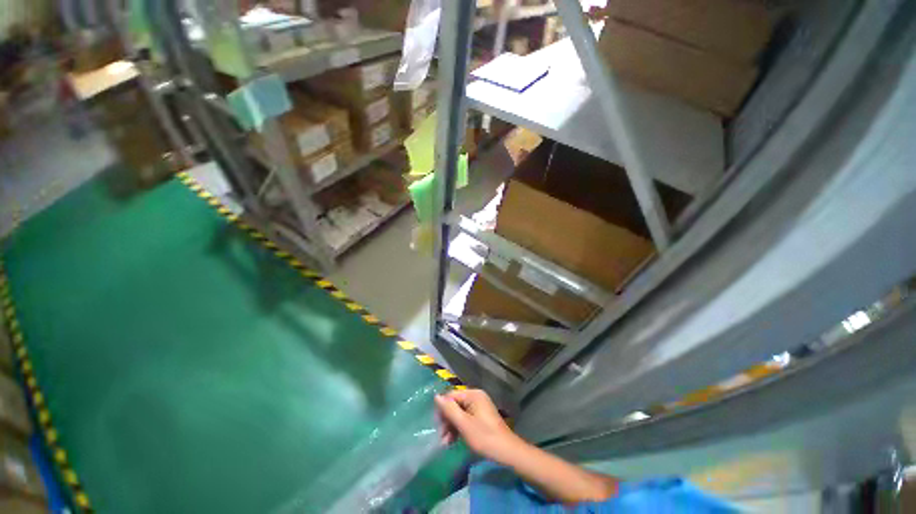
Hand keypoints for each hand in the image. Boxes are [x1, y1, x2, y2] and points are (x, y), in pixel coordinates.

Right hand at [434, 388, 523, 464]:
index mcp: (473, 394)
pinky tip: (454, 440)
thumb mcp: (464, 424)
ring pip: (459, 412)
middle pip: (455, 404)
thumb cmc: (484, 437)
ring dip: (452, 426)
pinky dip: (459, 428)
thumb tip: (436, 397)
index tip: (438, 426)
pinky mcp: (481, 416)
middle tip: (442, 437)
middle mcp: (476, 397)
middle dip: (447, 420)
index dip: (443, 410)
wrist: (507, 451)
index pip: (451, 396)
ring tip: (446, 443)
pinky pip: (466, 418)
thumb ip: (450, 410)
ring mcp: (479, 406)